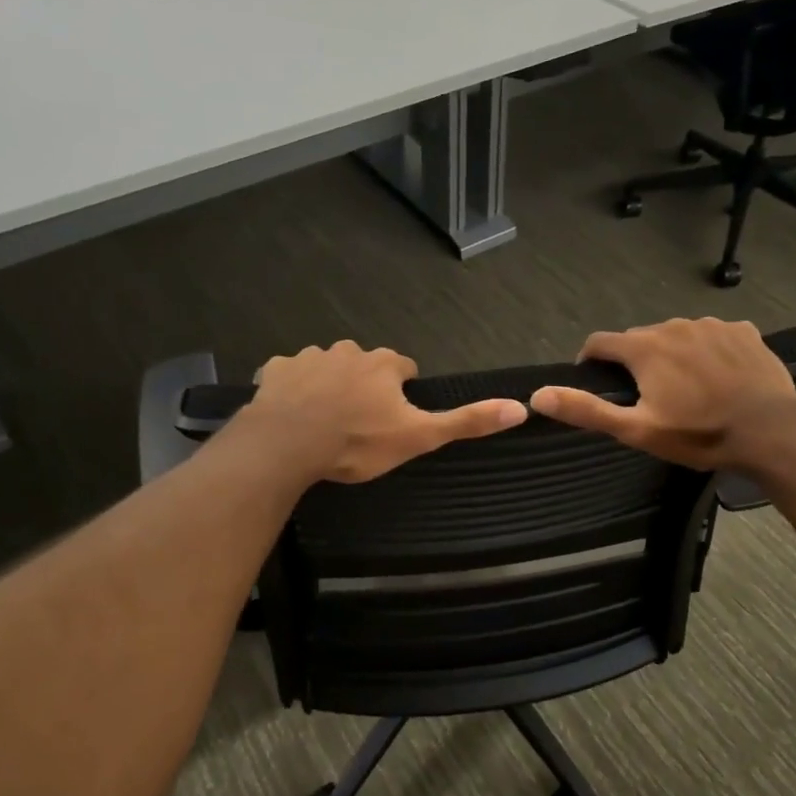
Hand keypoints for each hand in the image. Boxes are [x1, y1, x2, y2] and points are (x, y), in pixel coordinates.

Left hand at [243, 341, 524, 483]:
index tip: (394, 416)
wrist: (288, 445)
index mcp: (384, 364)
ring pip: (326, 366)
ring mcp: (309, 357)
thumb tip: (519, 407)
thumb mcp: (418, 437)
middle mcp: (348, 350)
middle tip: (358, 422)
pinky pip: (288, 374)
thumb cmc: (358, 442)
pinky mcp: (276, 370)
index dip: (401, 390)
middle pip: (364, 363)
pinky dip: (292, 388)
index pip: (403, 367)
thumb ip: (466, 421)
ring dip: (329, 385)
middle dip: (364, 385)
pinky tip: (291, 413)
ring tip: (324, 420)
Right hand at [528, 318, 795, 469]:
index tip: (596, 380)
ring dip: (672, 354)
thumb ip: (586, 410)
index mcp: (645, 347)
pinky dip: (708, 351)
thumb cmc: (697, 434)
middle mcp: (674, 325)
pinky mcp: (744, 332)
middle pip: (640, 339)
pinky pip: (713, 336)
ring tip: (686, 388)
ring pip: (677, 335)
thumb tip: (538, 395)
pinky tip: (719, 377)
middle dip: (635, 361)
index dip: (591, 360)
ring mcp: (712, 325)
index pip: (601, 342)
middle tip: (647, 396)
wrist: (770, 432)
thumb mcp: (636, 430)